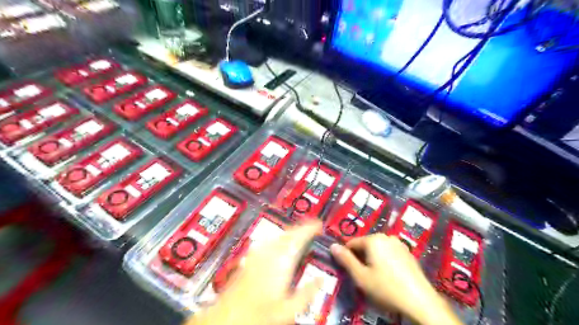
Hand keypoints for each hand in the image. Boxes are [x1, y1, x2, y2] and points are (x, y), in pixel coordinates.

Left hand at [190, 221, 324, 324]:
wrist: (228, 316)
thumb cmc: (258, 314)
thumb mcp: (288, 309)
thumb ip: (307, 293)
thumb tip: (321, 280)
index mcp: (281, 263)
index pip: (298, 238)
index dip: (309, 228)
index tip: (318, 225)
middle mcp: (269, 253)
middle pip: (288, 233)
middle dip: (301, 227)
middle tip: (312, 227)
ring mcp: (258, 254)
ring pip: (278, 235)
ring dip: (291, 232)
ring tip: (301, 233)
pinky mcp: (251, 257)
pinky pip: (269, 241)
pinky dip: (279, 238)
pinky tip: (281, 243)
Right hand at [331, 233, 462, 323]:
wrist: (420, 301)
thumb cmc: (386, 288)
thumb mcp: (361, 276)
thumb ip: (345, 260)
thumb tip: (333, 246)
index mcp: (374, 239)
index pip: (352, 243)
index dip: (347, 256)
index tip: (349, 270)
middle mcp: (387, 237)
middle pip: (366, 245)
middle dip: (361, 258)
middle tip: (363, 276)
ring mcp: (400, 244)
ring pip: (378, 249)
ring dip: (373, 260)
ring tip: (376, 277)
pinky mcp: (408, 253)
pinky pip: (390, 253)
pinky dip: (385, 261)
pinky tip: (389, 277)